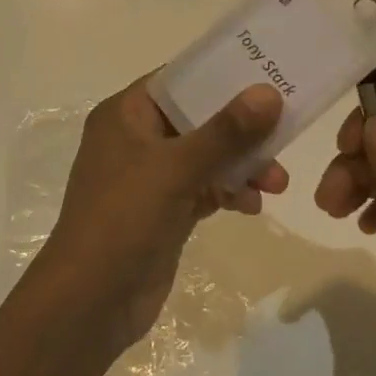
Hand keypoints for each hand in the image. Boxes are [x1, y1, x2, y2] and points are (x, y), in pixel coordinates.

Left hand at [40, 75, 288, 350]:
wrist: (90, 302)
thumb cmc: (124, 218)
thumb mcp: (176, 168)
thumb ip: (225, 131)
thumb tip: (268, 93)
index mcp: (126, 115)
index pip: (179, 80)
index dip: (221, 75)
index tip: (266, 73)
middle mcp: (137, 139)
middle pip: (198, 119)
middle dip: (241, 130)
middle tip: (284, 132)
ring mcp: (151, 177)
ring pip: (206, 156)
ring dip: (242, 165)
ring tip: (277, 183)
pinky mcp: (165, 210)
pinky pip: (205, 188)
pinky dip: (229, 192)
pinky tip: (254, 205)